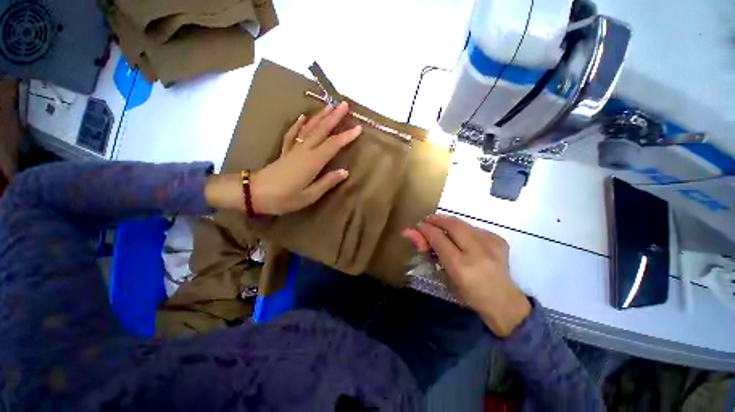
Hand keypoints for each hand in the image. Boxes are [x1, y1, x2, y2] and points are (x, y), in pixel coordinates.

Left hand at [251, 102, 360, 214]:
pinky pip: (292, 134)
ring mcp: (293, 149)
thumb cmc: (283, 198)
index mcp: (312, 162)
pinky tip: (303, 117)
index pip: (333, 145)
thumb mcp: (309, 196)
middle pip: (321, 130)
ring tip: (329, 106)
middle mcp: (304, 151)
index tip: (358, 128)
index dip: (346, 136)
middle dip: (334, 117)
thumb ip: (327, 183)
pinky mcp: (285, 151)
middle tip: (344, 105)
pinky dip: (298, 124)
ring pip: (309, 128)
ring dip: (320, 116)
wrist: (254, 194)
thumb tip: (345, 172)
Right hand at [403, 214, 530, 336]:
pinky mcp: (500, 240)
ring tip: (441, 226)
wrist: (504, 302)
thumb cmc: (468, 294)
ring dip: (449, 222)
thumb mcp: (443, 276)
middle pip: (452, 225)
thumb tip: (408, 232)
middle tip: (427, 220)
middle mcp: (477, 252)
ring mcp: (492, 244)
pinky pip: (474, 228)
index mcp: (460, 266)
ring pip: (463, 223)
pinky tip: (460, 236)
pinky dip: (463, 229)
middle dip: (436, 219)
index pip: (438, 238)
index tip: (418, 226)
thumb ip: (427, 251)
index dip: (425, 229)